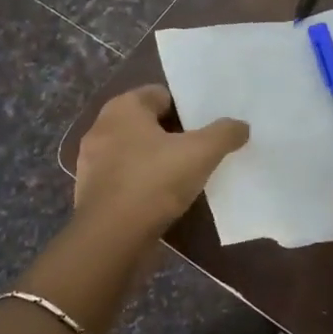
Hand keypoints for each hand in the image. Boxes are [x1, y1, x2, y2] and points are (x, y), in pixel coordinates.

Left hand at [72, 86, 248, 251]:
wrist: (110, 239)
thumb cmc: (153, 181)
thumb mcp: (201, 152)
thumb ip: (224, 133)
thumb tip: (241, 126)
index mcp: (123, 107)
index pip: (160, 94)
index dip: (185, 108)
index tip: (205, 126)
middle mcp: (102, 128)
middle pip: (147, 123)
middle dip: (171, 134)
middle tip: (199, 149)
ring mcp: (91, 162)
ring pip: (134, 152)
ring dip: (155, 160)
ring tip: (184, 176)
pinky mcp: (91, 193)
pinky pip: (124, 179)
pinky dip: (141, 184)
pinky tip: (162, 199)